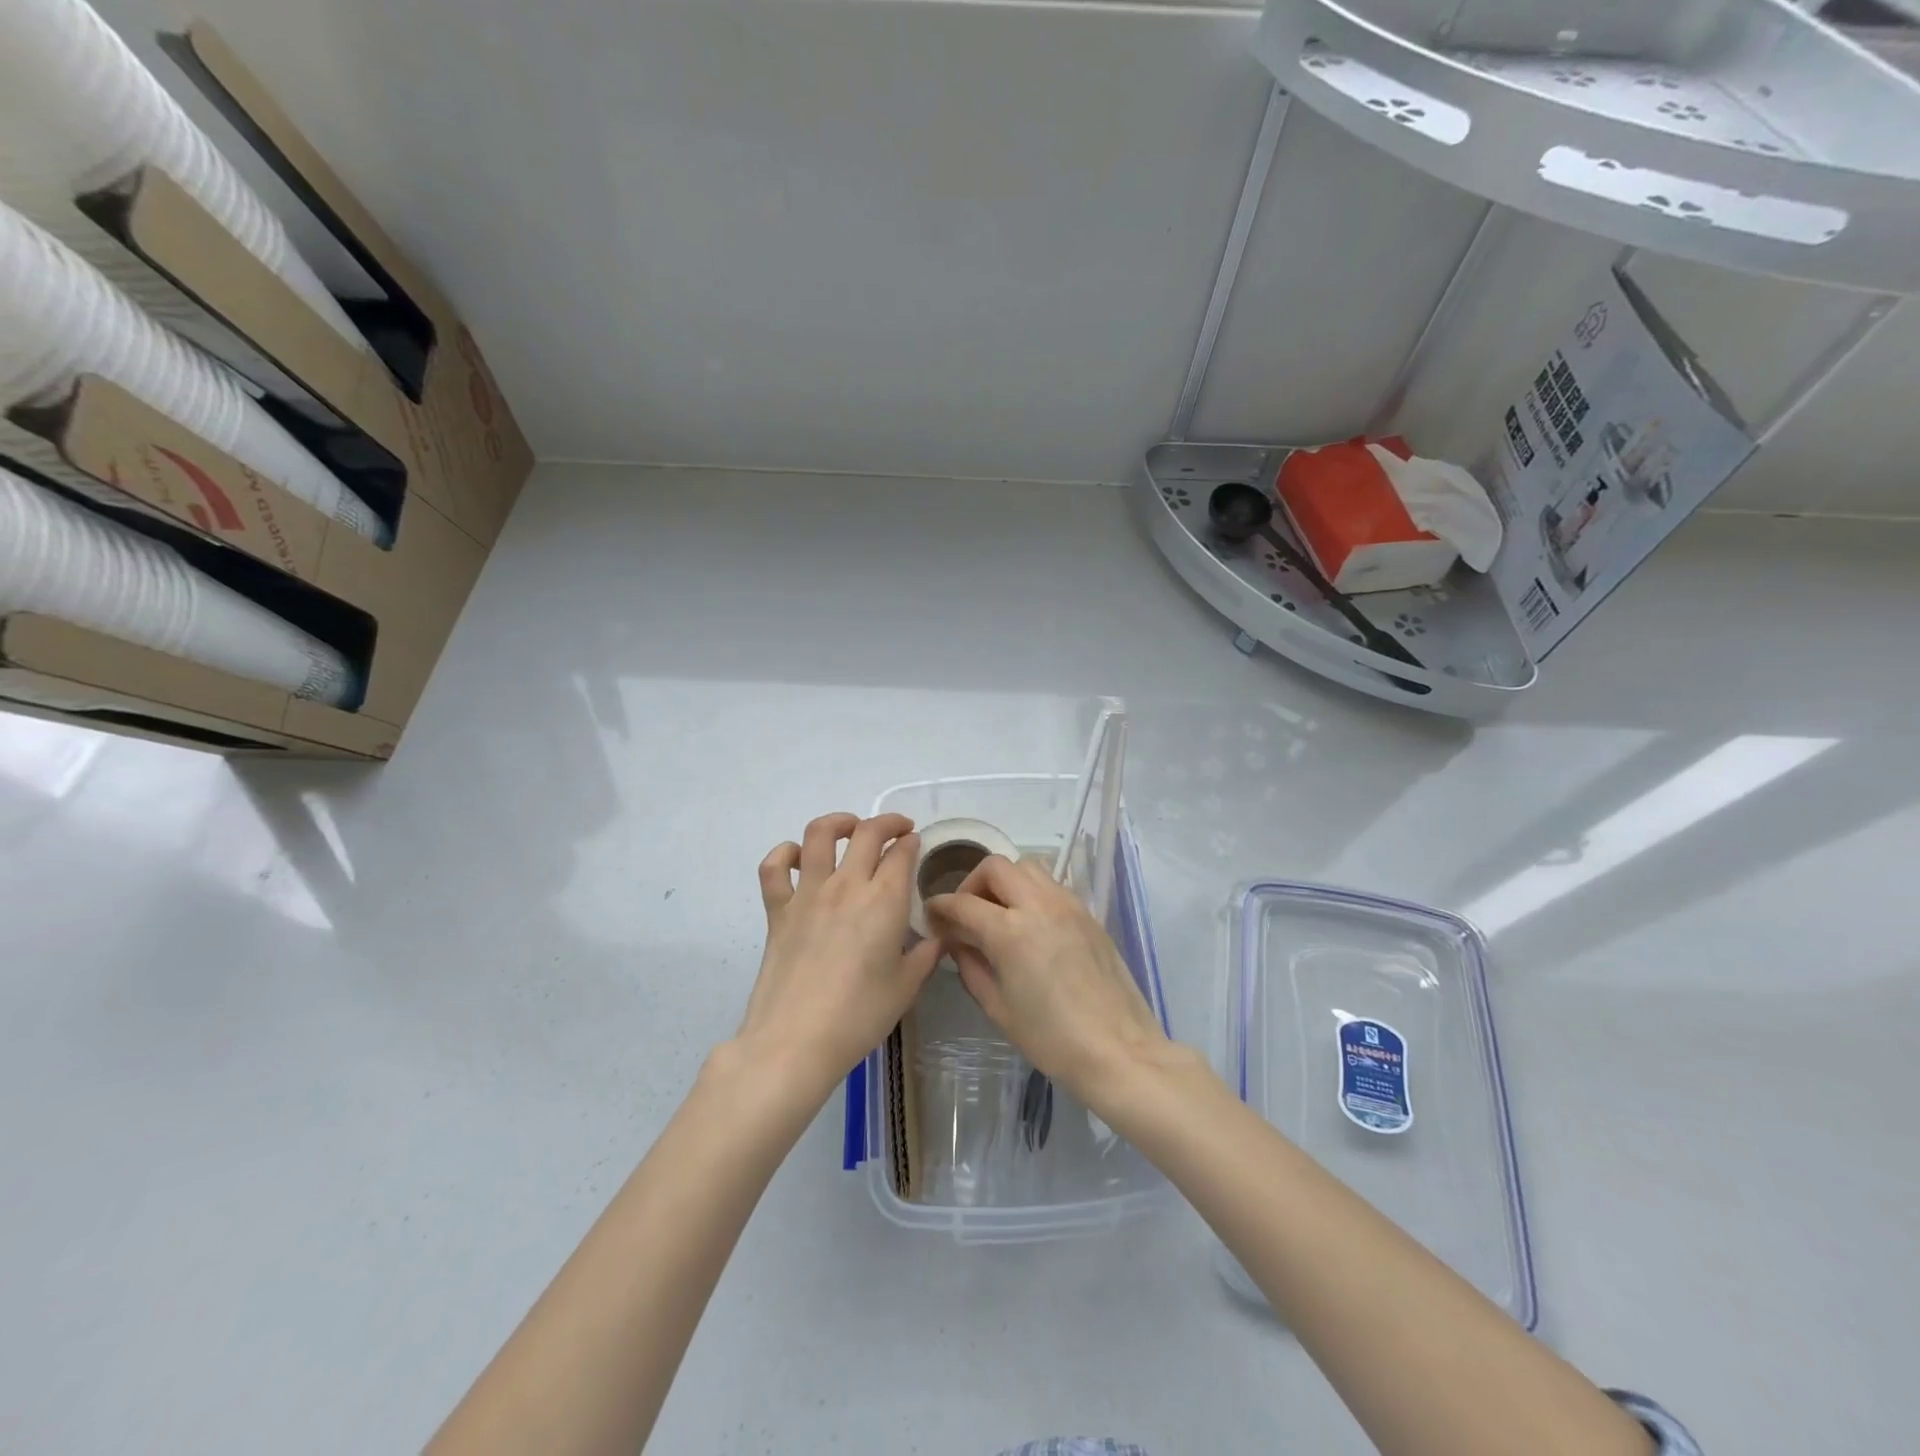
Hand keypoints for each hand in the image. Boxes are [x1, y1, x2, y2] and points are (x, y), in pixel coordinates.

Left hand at [736, 812, 942, 1102]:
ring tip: (850, 829)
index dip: (912, 843)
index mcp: (884, 901)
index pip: (902, 853)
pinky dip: (786, 854)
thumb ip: (925, 955)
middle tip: (897, 830)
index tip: (916, 845)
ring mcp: (808, 893)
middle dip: (888, 823)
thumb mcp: (906, 987)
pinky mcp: (778, 909)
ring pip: (819, 834)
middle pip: (868, 832)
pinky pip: (774, 867)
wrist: (795, 1041)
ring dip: (839, 822)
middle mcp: (847, 885)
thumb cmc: (859, 1016)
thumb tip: (937, 937)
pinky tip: (798, 859)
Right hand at [925, 855, 1169, 1107]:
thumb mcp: (998, 1008)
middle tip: (967, 912)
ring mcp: (1068, 905)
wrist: (1119, 1050)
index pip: (963, 902)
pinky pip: (1052, 885)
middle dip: (972, 883)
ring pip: (1028, 867)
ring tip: (999, 913)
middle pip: (996, 867)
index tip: (932, 915)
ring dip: (1005, 881)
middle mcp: (1038, 904)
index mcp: (1010, 931)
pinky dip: (1031, 892)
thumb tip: (957, 942)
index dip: (940, 906)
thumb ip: (971, 966)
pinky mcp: (1088, 913)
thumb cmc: (1052, 1040)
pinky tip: (1030, 924)